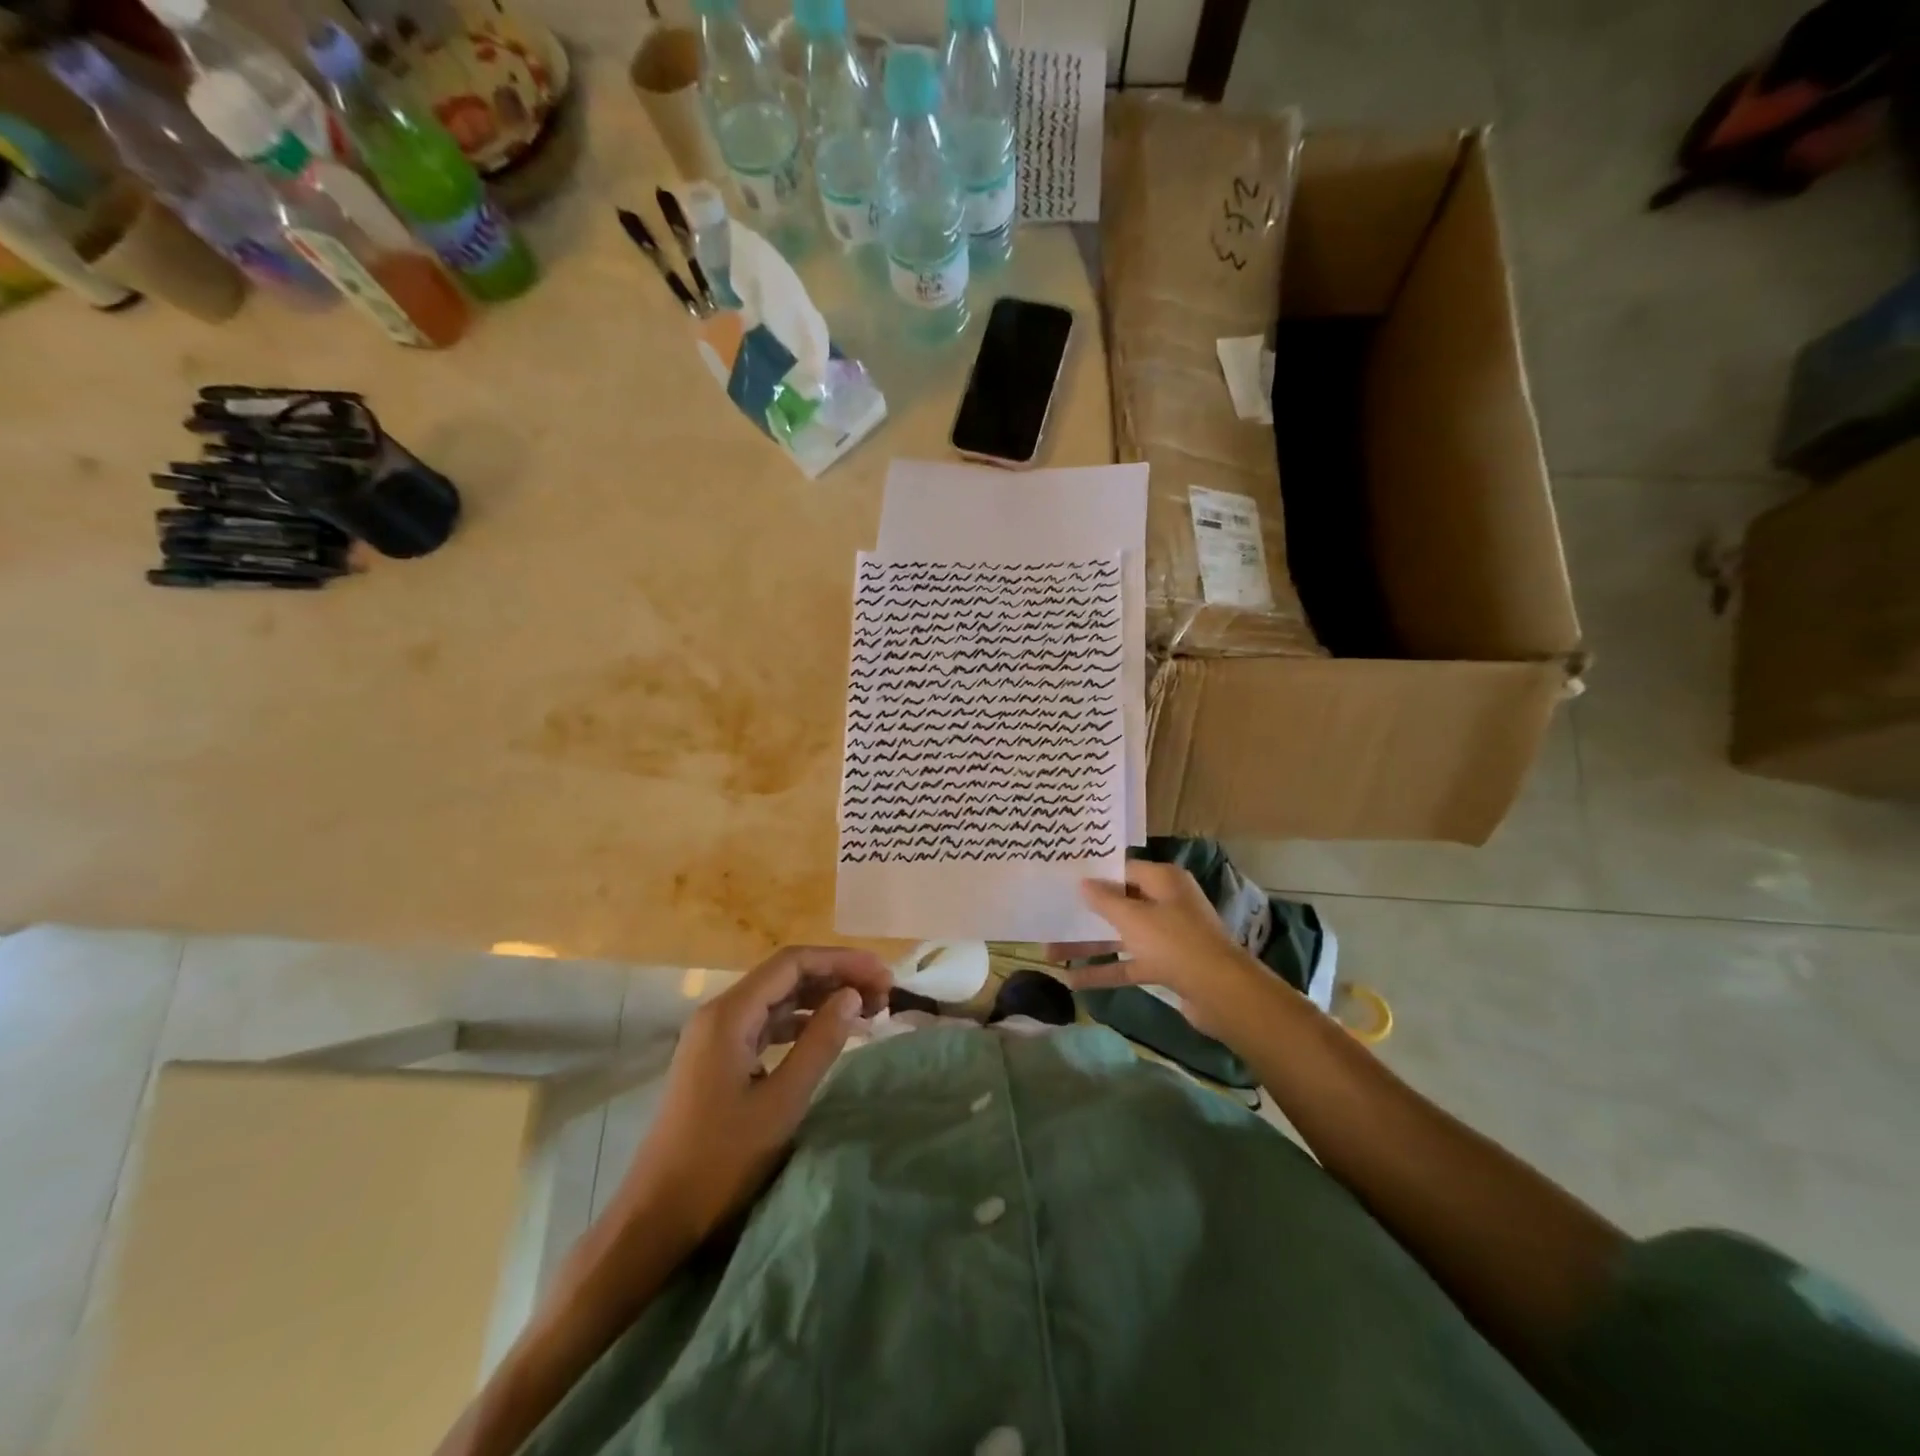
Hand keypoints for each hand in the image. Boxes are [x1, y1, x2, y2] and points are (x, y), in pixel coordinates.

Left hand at [611, 945, 891, 1249]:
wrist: (656, 1217)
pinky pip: (768, 1023)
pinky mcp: (719, 1058)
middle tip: (884, 993)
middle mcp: (720, 1013)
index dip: (842, 961)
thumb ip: (820, 1043)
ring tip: (867, 1009)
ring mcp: (717, 1036)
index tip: (884, 974)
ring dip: (822, 998)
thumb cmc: (719, 1161)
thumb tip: (852, 996)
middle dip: (836, 977)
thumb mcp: (781, 1103)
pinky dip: (803, 1022)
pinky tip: (831, 1033)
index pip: (793, 963)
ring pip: (779, 998)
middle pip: (786, 975)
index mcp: (729, 1014)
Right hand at [1053, 861, 1263, 1032]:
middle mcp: (1167, 903)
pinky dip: (1105, 970)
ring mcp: (1167, 936)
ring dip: (1089, 944)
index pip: (1123, 869)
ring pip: (1120, 935)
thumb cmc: (1174, 942)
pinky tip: (1074, 981)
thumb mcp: (1133, 917)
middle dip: (1086, 913)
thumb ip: (1104, 900)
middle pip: (1120, 903)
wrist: (1221, 993)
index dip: (1095, 874)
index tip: (1064, 878)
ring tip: (1050, 951)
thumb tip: (1083, 882)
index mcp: (1164, 881)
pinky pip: (1129, 963)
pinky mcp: (1166, 965)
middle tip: (1052, 913)